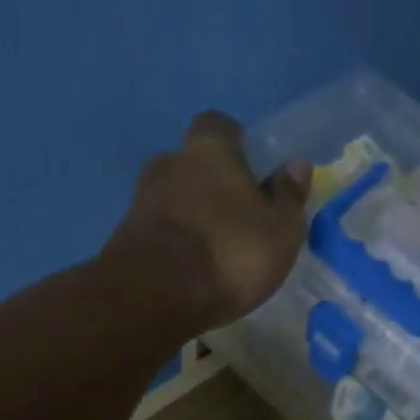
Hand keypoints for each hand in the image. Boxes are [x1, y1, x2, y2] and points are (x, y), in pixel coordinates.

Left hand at [105, 111, 311, 332]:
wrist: (156, 294)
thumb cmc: (230, 252)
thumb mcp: (280, 230)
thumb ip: (288, 196)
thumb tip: (295, 165)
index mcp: (209, 150)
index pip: (217, 125)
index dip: (233, 140)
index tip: (248, 164)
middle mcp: (169, 164)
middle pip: (188, 162)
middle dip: (207, 181)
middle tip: (231, 212)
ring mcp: (140, 202)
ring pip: (169, 197)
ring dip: (187, 215)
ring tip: (209, 246)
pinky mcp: (124, 239)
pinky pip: (155, 231)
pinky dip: (170, 243)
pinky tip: (186, 268)